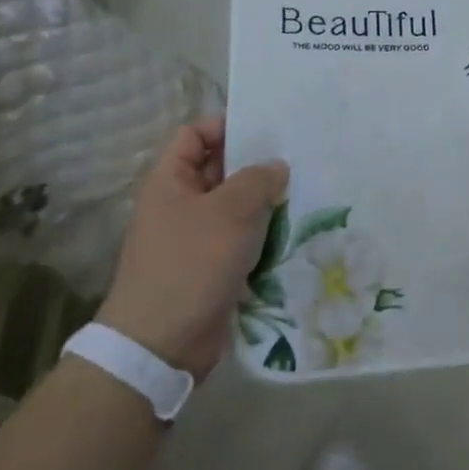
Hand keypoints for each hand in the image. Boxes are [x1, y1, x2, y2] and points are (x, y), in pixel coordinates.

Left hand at [97, 117, 288, 380]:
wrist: (162, 345)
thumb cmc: (192, 263)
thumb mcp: (231, 210)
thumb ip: (258, 178)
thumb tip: (276, 166)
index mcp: (171, 181)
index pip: (195, 133)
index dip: (226, 124)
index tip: (268, 128)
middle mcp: (180, 204)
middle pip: (220, 169)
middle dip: (256, 164)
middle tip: (299, 157)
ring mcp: (195, 238)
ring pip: (235, 207)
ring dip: (265, 203)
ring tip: (306, 191)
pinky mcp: (211, 268)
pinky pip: (241, 239)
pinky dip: (263, 235)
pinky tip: (295, 230)